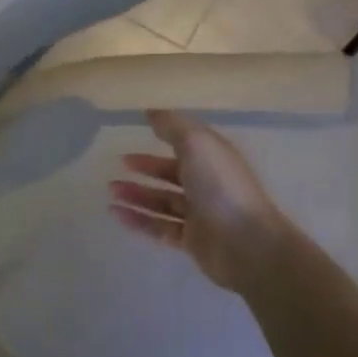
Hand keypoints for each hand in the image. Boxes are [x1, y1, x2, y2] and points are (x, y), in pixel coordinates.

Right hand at [109, 109, 290, 293]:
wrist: (246, 244)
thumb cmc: (221, 187)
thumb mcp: (196, 144)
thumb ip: (172, 126)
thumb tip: (151, 112)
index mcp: (214, 158)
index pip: (188, 143)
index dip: (164, 136)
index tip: (137, 132)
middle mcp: (208, 184)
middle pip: (173, 173)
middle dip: (146, 168)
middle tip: (119, 164)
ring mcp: (201, 214)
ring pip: (163, 202)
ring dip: (137, 195)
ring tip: (111, 191)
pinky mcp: (192, 241)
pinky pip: (159, 227)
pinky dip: (138, 220)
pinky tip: (116, 214)